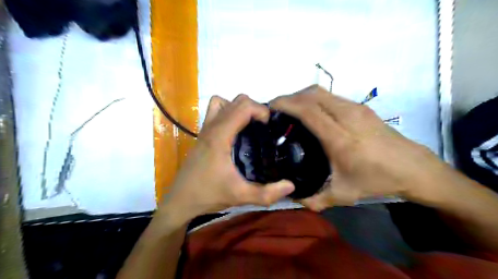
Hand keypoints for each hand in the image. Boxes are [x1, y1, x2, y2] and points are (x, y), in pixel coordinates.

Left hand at [162, 94, 294, 221]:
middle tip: (264, 128)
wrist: (181, 200)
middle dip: (255, 109)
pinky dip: (228, 112)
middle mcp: (212, 126)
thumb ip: (267, 193)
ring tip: (249, 126)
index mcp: (220, 136)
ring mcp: (205, 128)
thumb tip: (291, 186)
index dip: (261, 111)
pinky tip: (235, 131)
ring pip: (224, 102)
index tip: (269, 127)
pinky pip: (215, 111)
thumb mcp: (241, 196)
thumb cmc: (208, 195)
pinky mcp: (203, 134)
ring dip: (239, 108)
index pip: (243, 106)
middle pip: (237, 101)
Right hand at [271, 85, 449, 208]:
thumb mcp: (343, 195)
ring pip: (321, 91)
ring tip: (291, 110)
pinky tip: (311, 113)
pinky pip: (331, 96)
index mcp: (339, 137)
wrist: (415, 169)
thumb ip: (314, 199)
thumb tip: (292, 198)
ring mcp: (356, 108)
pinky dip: (315, 99)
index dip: (286, 104)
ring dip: (302, 96)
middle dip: (290, 97)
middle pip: (312, 94)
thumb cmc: (378, 180)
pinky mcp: (361, 107)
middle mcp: (347, 116)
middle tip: (276, 110)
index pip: (307, 110)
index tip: (270, 107)